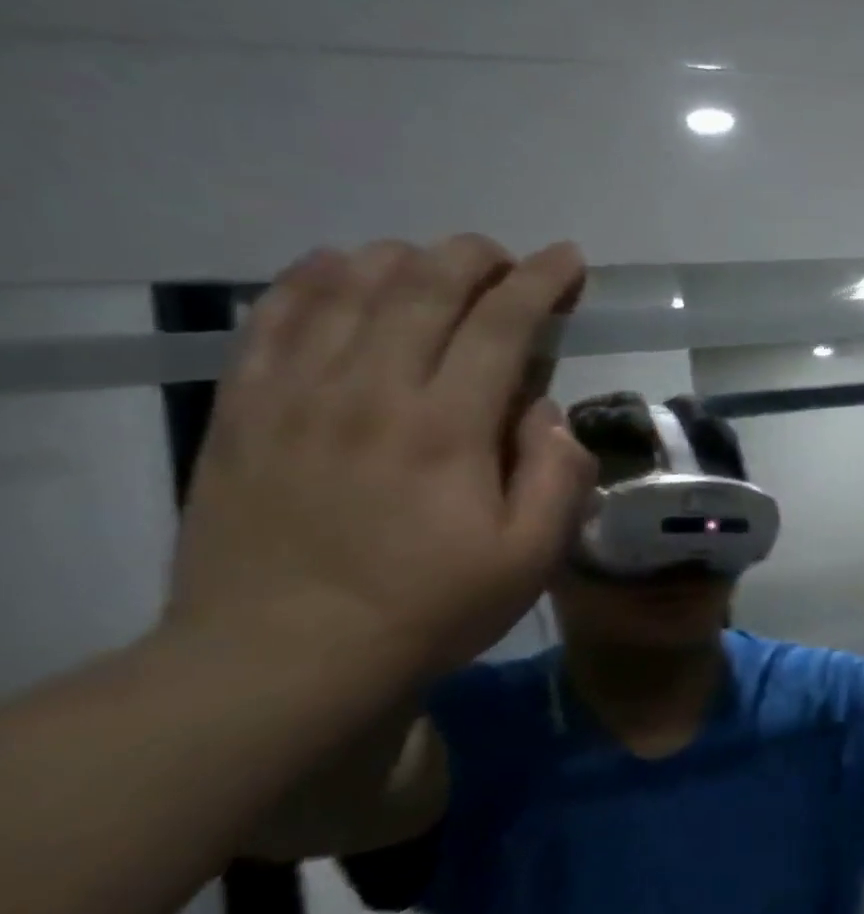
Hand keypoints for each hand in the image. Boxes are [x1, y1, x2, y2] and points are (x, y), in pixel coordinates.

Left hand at [166, 236, 595, 683]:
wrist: (283, 656)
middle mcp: (371, 390)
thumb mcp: (530, 559)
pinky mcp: (245, 408)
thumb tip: (547, 413)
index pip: (502, 324)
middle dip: (476, 257)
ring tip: (434, 266)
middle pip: (424, 285)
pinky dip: (314, 277)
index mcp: (447, 427)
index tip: (568, 260)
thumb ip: (557, 476)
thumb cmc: (428, 608)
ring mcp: (296, 393)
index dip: (541, 281)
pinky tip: (340, 272)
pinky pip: (275, 314)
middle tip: (506, 260)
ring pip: (348, 285)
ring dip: (403, 258)